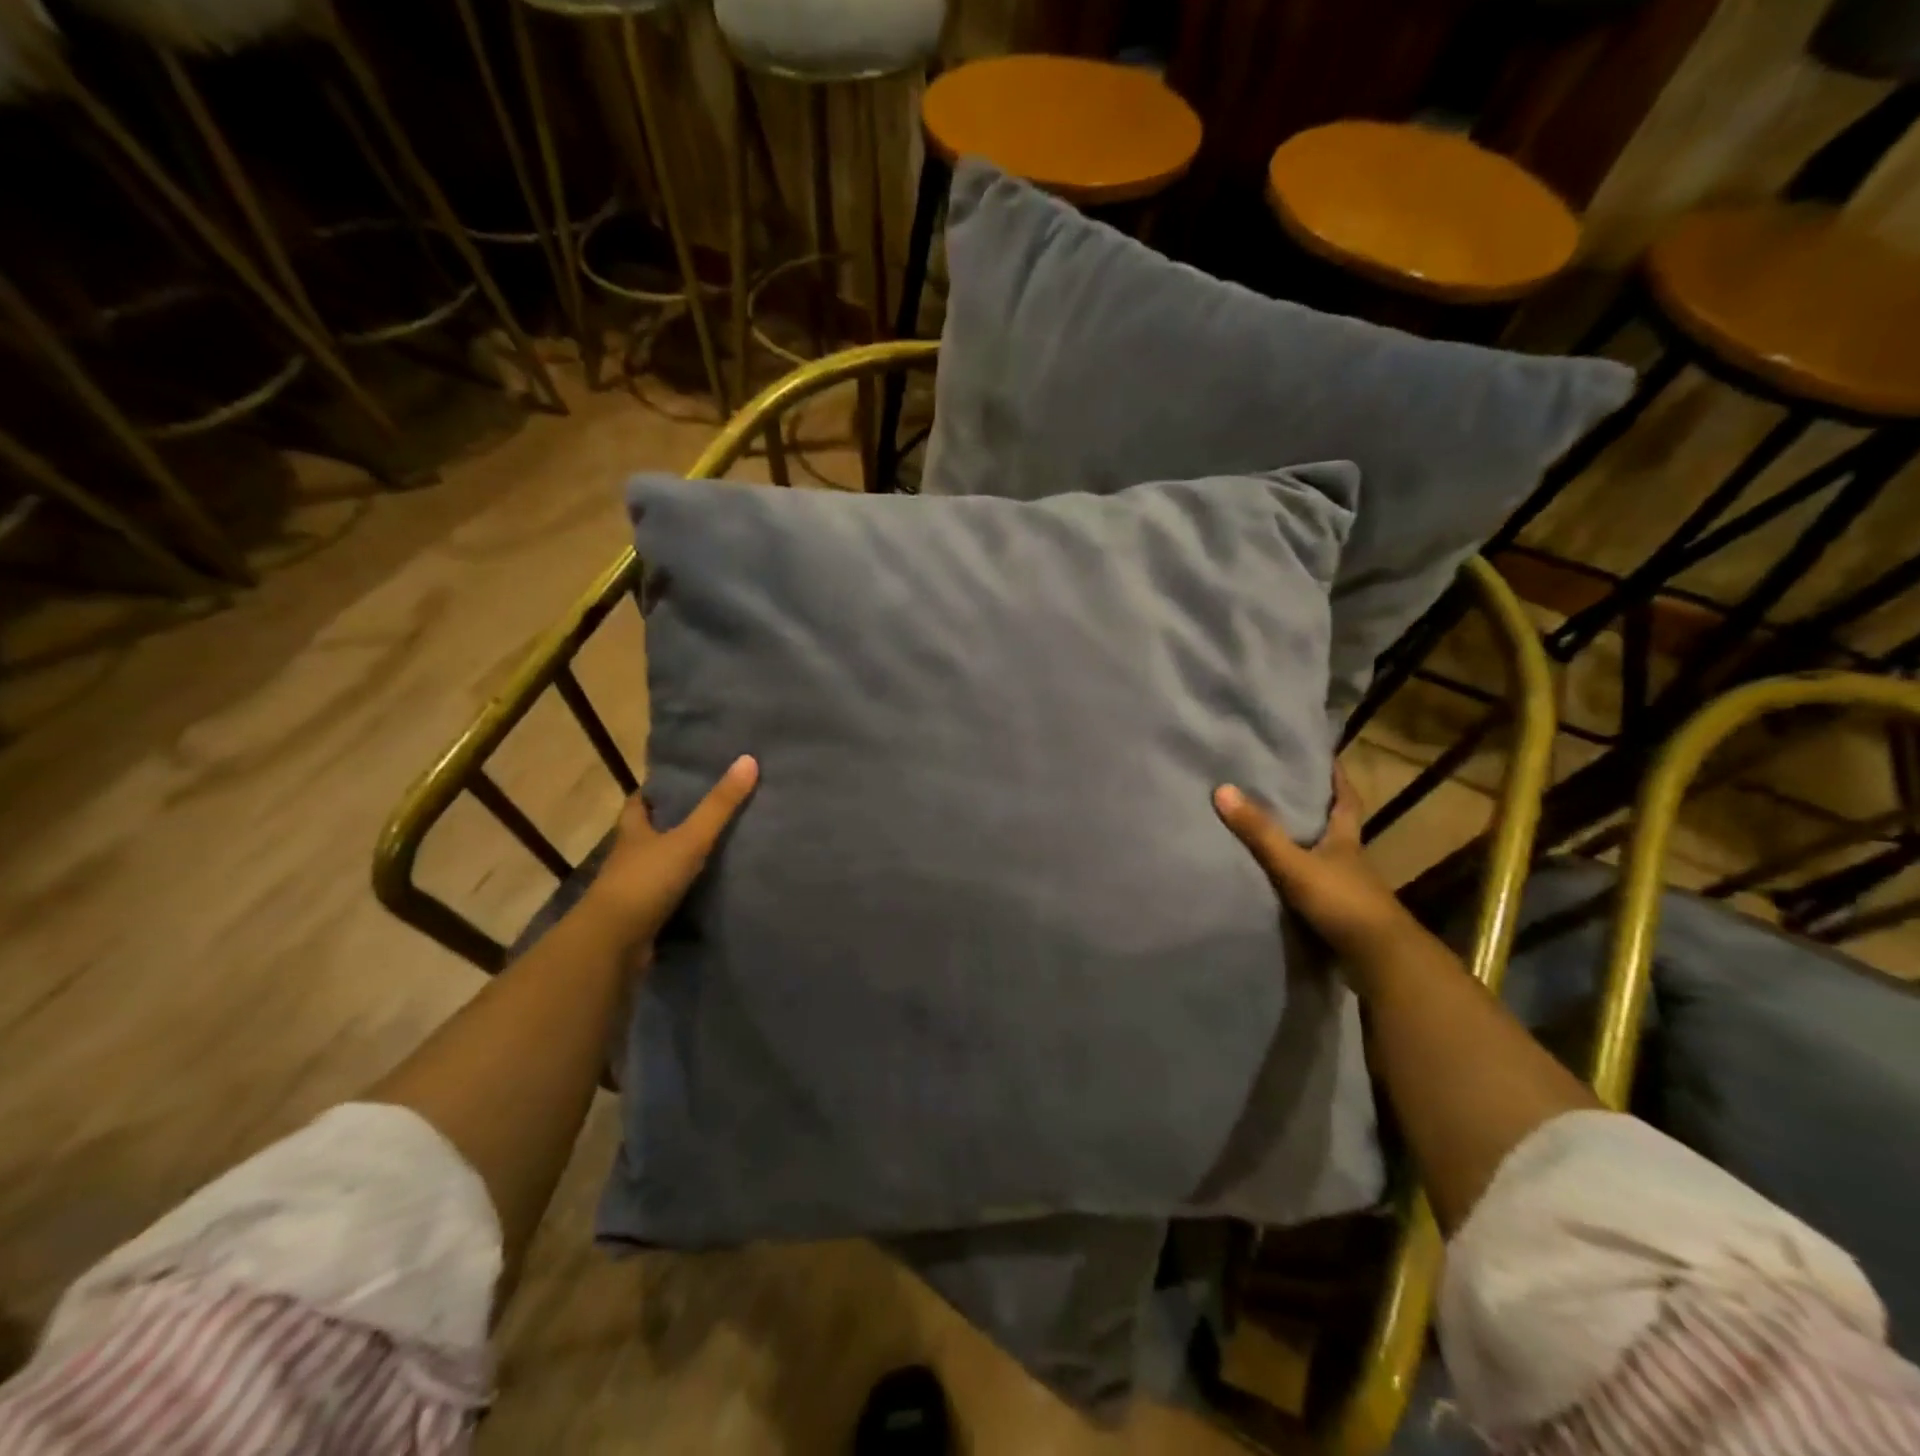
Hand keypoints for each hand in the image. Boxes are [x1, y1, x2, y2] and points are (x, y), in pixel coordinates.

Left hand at [584, 755, 758, 951]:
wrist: (614, 944)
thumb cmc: (646, 881)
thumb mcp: (689, 839)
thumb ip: (718, 806)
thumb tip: (748, 759)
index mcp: (633, 832)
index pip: (639, 803)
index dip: (654, 791)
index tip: (679, 782)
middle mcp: (629, 857)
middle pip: (648, 834)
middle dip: (672, 824)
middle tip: (708, 812)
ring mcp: (634, 889)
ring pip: (658, 866)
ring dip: (679, 860)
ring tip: (717, 849)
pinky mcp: (643, 918)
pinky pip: (667, 899)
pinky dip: (684, 894)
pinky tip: (709, 892)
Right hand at [1213, 764, 1416, 964]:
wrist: (1380, 959)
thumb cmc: (1342, 901)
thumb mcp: (1294, 864)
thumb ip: (1260, 832)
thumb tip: (1223, 789)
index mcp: (1346, 840)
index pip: (1347, 800)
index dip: (1338, 779)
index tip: (1327, 758)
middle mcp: (1351, 860)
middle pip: (1337, 827)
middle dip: (1319, 810)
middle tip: (1290, 790)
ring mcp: (1349, 889)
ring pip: (1327, 858)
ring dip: (1308, 846)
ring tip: (1276, 832)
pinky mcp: (1342, 915)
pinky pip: (1317, 887)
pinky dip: (1302, 879)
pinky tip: (1282, 880)